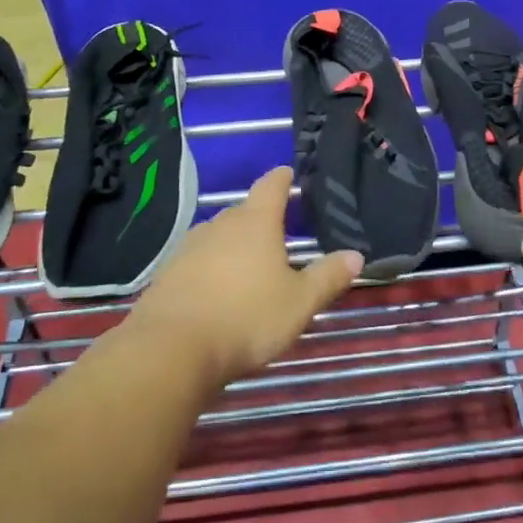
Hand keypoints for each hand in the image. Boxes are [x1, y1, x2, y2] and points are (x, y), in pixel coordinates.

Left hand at [127, 166, 362, 386]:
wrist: (171, 350)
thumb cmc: (246, 318)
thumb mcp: (299, 302)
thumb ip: (328, 277)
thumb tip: (356, 255)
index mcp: (255, 223)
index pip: (271, 187)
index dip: (282, 178)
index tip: (288, 172)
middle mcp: (219, 226)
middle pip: (242, 212)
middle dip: (259, 218)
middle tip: (277, 232)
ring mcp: (187, 249)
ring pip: (216, 237)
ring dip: (232, 245)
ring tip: (247, 264)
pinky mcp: (166, 275)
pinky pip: (195, 263)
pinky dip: (208, 269)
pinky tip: (215, 292)